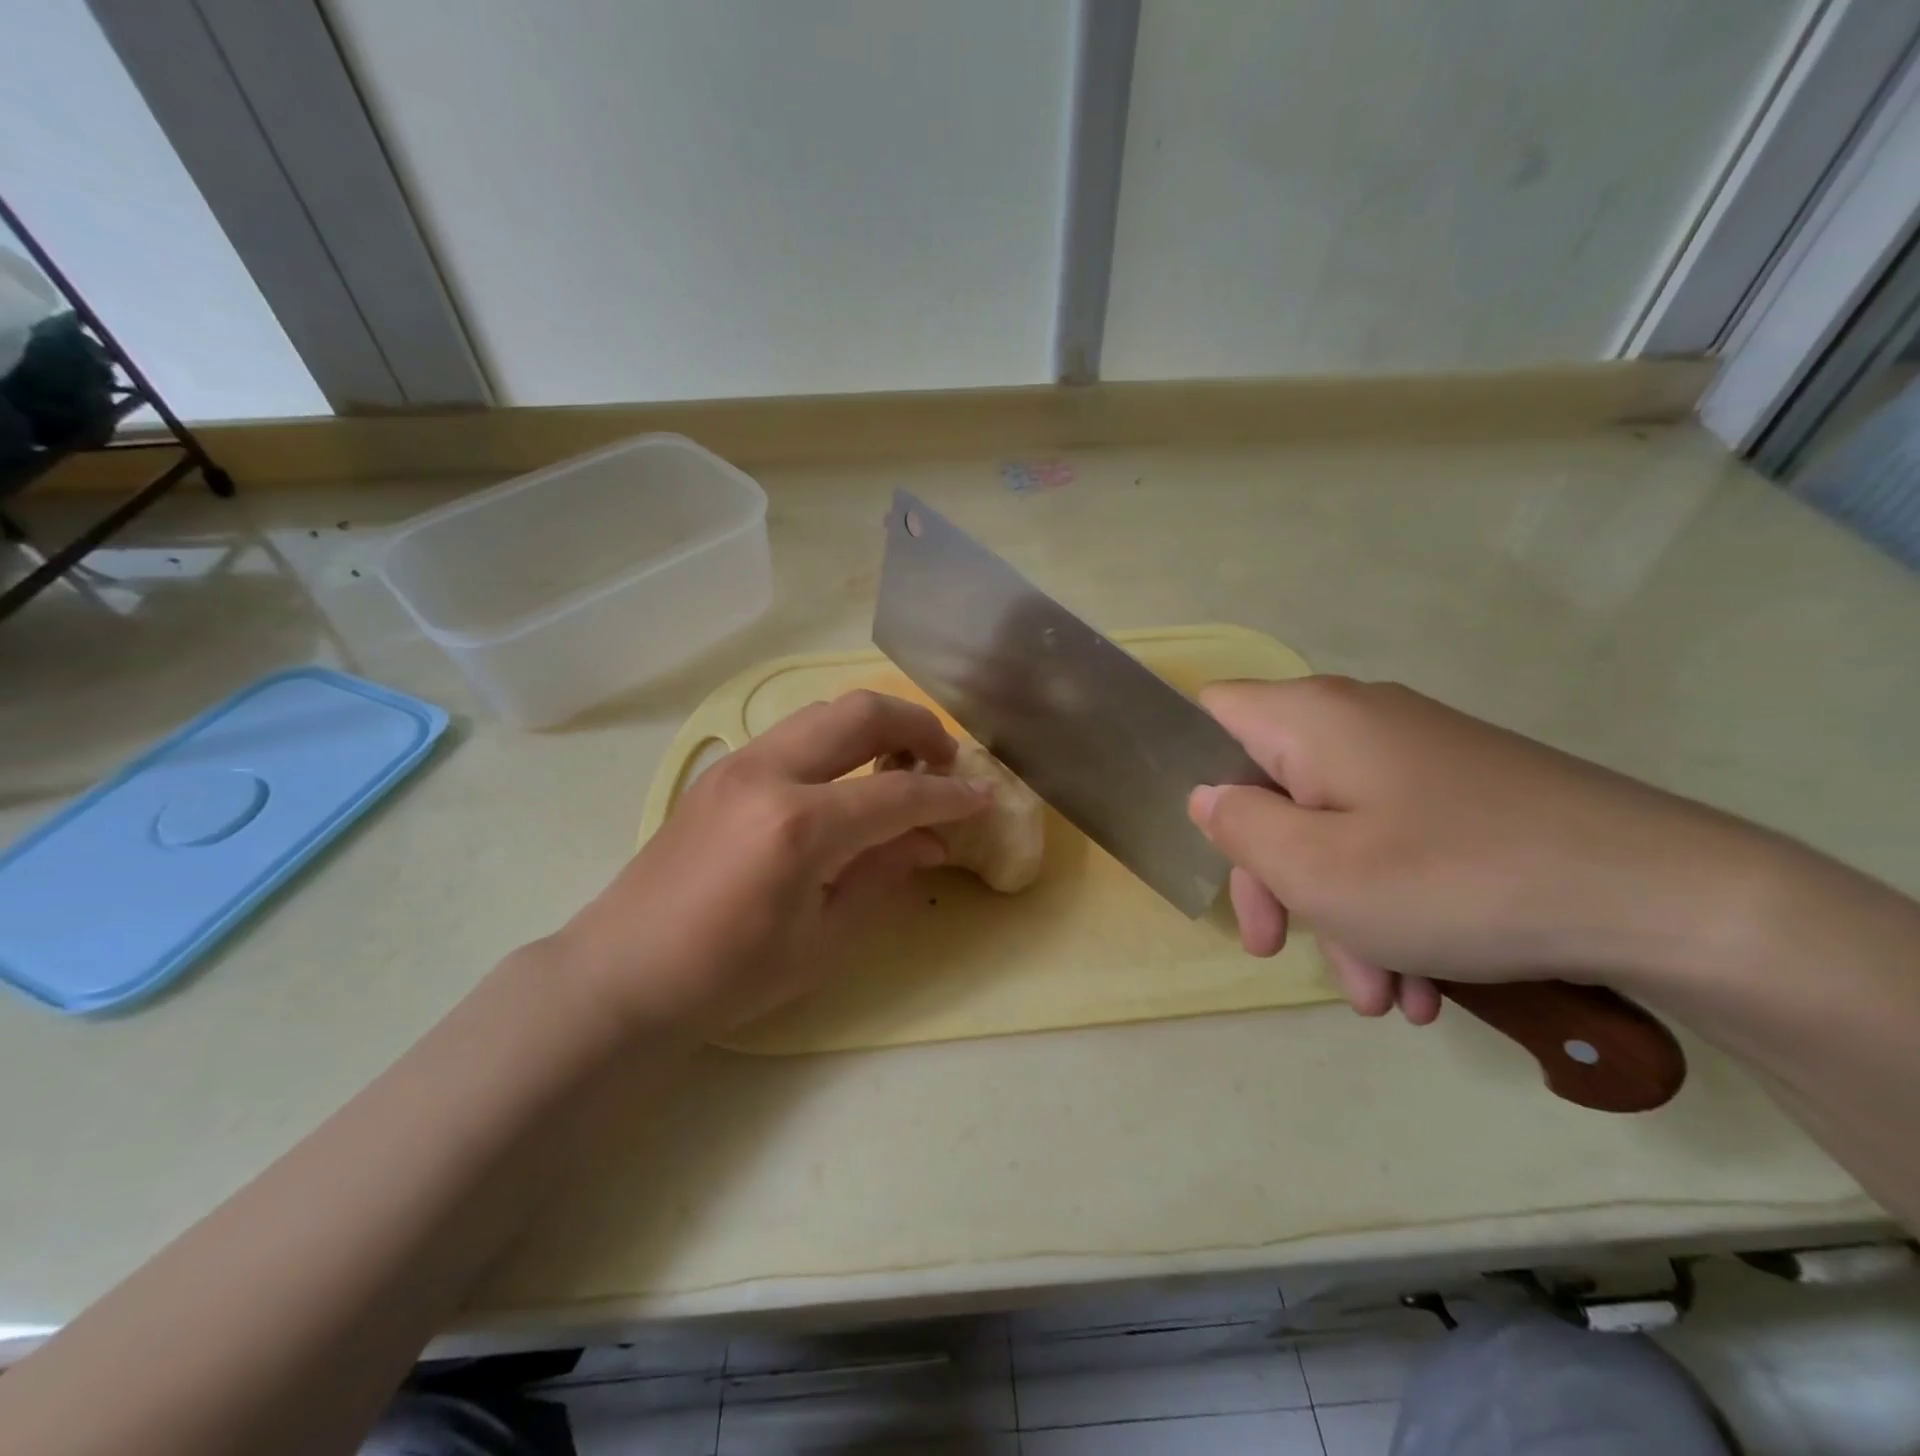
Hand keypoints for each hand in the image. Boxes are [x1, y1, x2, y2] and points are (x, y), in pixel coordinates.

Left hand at [555, 691, 990, 1036]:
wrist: (622, 973)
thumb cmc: (727, 975)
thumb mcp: (822, 938)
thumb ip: (883, 875)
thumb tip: (932, 841)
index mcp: (798, 826)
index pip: (897, 793)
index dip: (950, 795)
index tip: (985, 797)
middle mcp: (769, 774)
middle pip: (860, 713)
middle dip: (917, 726)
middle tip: (946, 759)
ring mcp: (739, 764)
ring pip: (824, 711)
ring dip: (875, 726)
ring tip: (902, 764)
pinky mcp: (721, 771)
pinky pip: (795, 734)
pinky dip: (837, 741)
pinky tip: (847, 780)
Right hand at [1187, 677, 1766, 1023]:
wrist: (1667, 897)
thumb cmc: (1454, 879)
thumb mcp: (1316, 870)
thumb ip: (1239, 827)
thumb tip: (1208, 796)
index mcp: (1311, 719)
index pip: (1214, 712)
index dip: (1193, 767)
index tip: (1212, 843)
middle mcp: (1358, 722)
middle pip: (1272, 788)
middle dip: (1272, 877)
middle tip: (1276, 947)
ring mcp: (1416, 757)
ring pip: (1336, 828)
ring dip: (1339, 912)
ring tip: (1382, 996)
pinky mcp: (1464, 794)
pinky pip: (1394, 842)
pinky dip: (1391, 906)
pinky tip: (1425, 982)